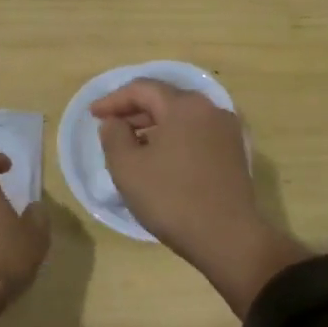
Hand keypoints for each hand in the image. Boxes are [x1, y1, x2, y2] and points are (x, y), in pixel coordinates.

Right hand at [91, 81, 282, 277]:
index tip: (93, 114)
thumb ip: (114, 136)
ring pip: (182, 118)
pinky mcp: (234, 153)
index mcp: (185, 106)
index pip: (143, 89)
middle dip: (134, 111)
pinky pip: (197, 134)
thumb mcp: (128, 167)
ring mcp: (227, 131)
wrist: (227, 237)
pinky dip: (174, 139)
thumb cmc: (171, 198)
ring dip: (154, 126)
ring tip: (132, 145)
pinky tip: (160, 160)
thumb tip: (115, 122)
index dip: (114, 99)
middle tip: (110, 128)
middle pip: (165, 100)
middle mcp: (211, 109)